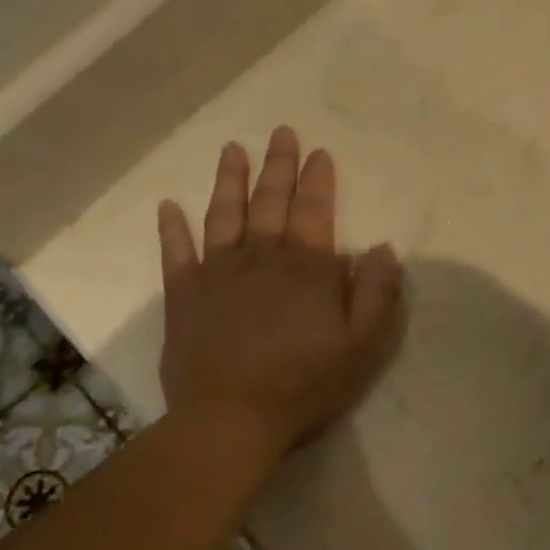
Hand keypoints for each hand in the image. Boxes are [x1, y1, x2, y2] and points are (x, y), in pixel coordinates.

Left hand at [157, 127, 402, 453]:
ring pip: (224, 215)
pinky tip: (168, 206)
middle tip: (281, 132)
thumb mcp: (362, 346)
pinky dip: (171, 228)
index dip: (318, 179)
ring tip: (232, 150)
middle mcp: (261, 257)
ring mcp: (217, 273)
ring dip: (229, 180)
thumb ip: (376, 294)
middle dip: (278, 165)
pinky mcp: (184, 295)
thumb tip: (381, 248)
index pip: (314, 211)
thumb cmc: (305, 384)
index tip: (318, 152)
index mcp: (307, 269)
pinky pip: (175, 252)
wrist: (232, 417)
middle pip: (270, 201)